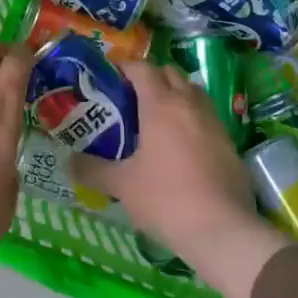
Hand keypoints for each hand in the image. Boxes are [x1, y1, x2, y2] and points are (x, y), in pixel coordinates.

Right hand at [87, 61, 292, 297]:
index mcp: (161, 104)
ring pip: (193, 93)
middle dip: (151, 78)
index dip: (125, 67)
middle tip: (131, 98)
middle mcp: (190, 104)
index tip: (110, 77)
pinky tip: (181, 145)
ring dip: (175, 95)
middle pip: (170, 74)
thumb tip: (67, 161)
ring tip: (156, 119)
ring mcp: (214, 122)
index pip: (142, 69)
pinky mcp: (230, 143)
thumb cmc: (166, 199)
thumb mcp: (122, 185)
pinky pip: (207, 117)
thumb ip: (92, 169)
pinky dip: (192, 118)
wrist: (223, 230)